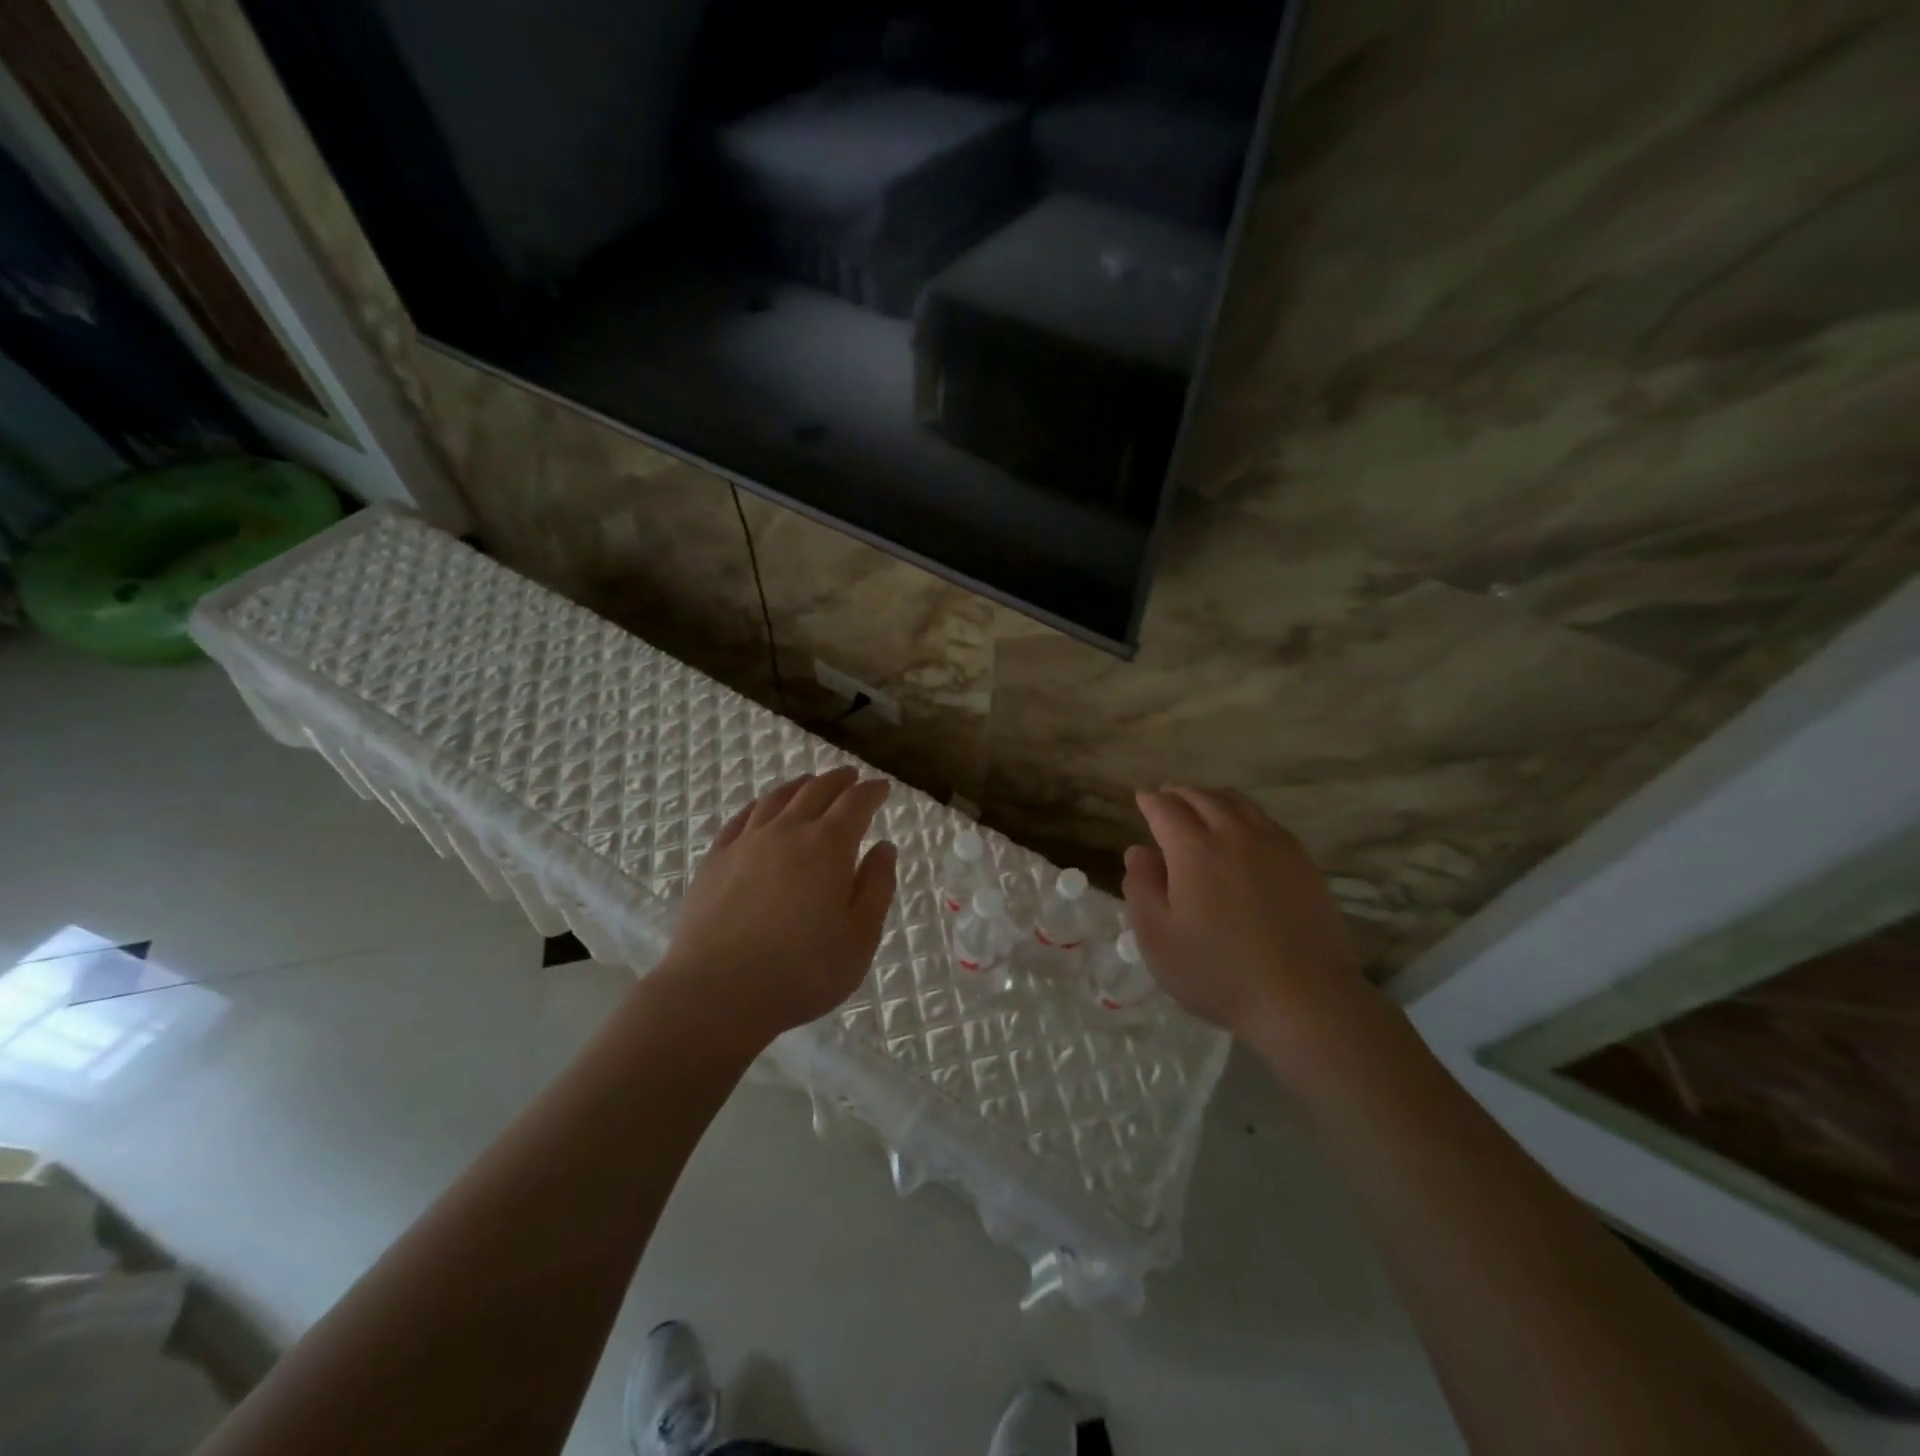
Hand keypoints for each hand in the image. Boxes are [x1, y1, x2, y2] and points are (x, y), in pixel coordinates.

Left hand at [656, 767, 896, 1046]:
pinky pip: (741, 818)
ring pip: (777, 799)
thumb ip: (876, 887)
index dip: (872, 792)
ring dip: (799, 786)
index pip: (856, 803)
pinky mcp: (715, 860)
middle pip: (816, 791)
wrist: (716, 992)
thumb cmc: (802, 971)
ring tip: (809, 783)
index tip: (882, 788)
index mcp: (829, 846)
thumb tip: (884, 848)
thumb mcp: (860, 937)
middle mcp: (788, 831)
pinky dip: (760, 805)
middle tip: (851, 777)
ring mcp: (746, 843)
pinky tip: (762, 809)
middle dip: (838, 781)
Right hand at [1123, 787, 1373, 1054]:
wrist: (1305, 999)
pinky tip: (1242, 832)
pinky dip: (1243, 814)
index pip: (1166, 809)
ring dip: (1212, 799)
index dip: (1150, 801)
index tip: (1141, 798)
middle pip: (1203, 797)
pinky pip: (1266, 821)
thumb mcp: (1158, 939)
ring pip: (1238, 804)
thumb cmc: (1219, 972)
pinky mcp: (1303, 862)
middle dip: (1179, 793)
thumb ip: (1141, 888)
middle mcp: (1235, 834)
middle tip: (1166, 797)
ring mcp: (1275, 845)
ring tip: (1201, 806)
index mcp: (1194, 849)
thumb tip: (1138, 852)